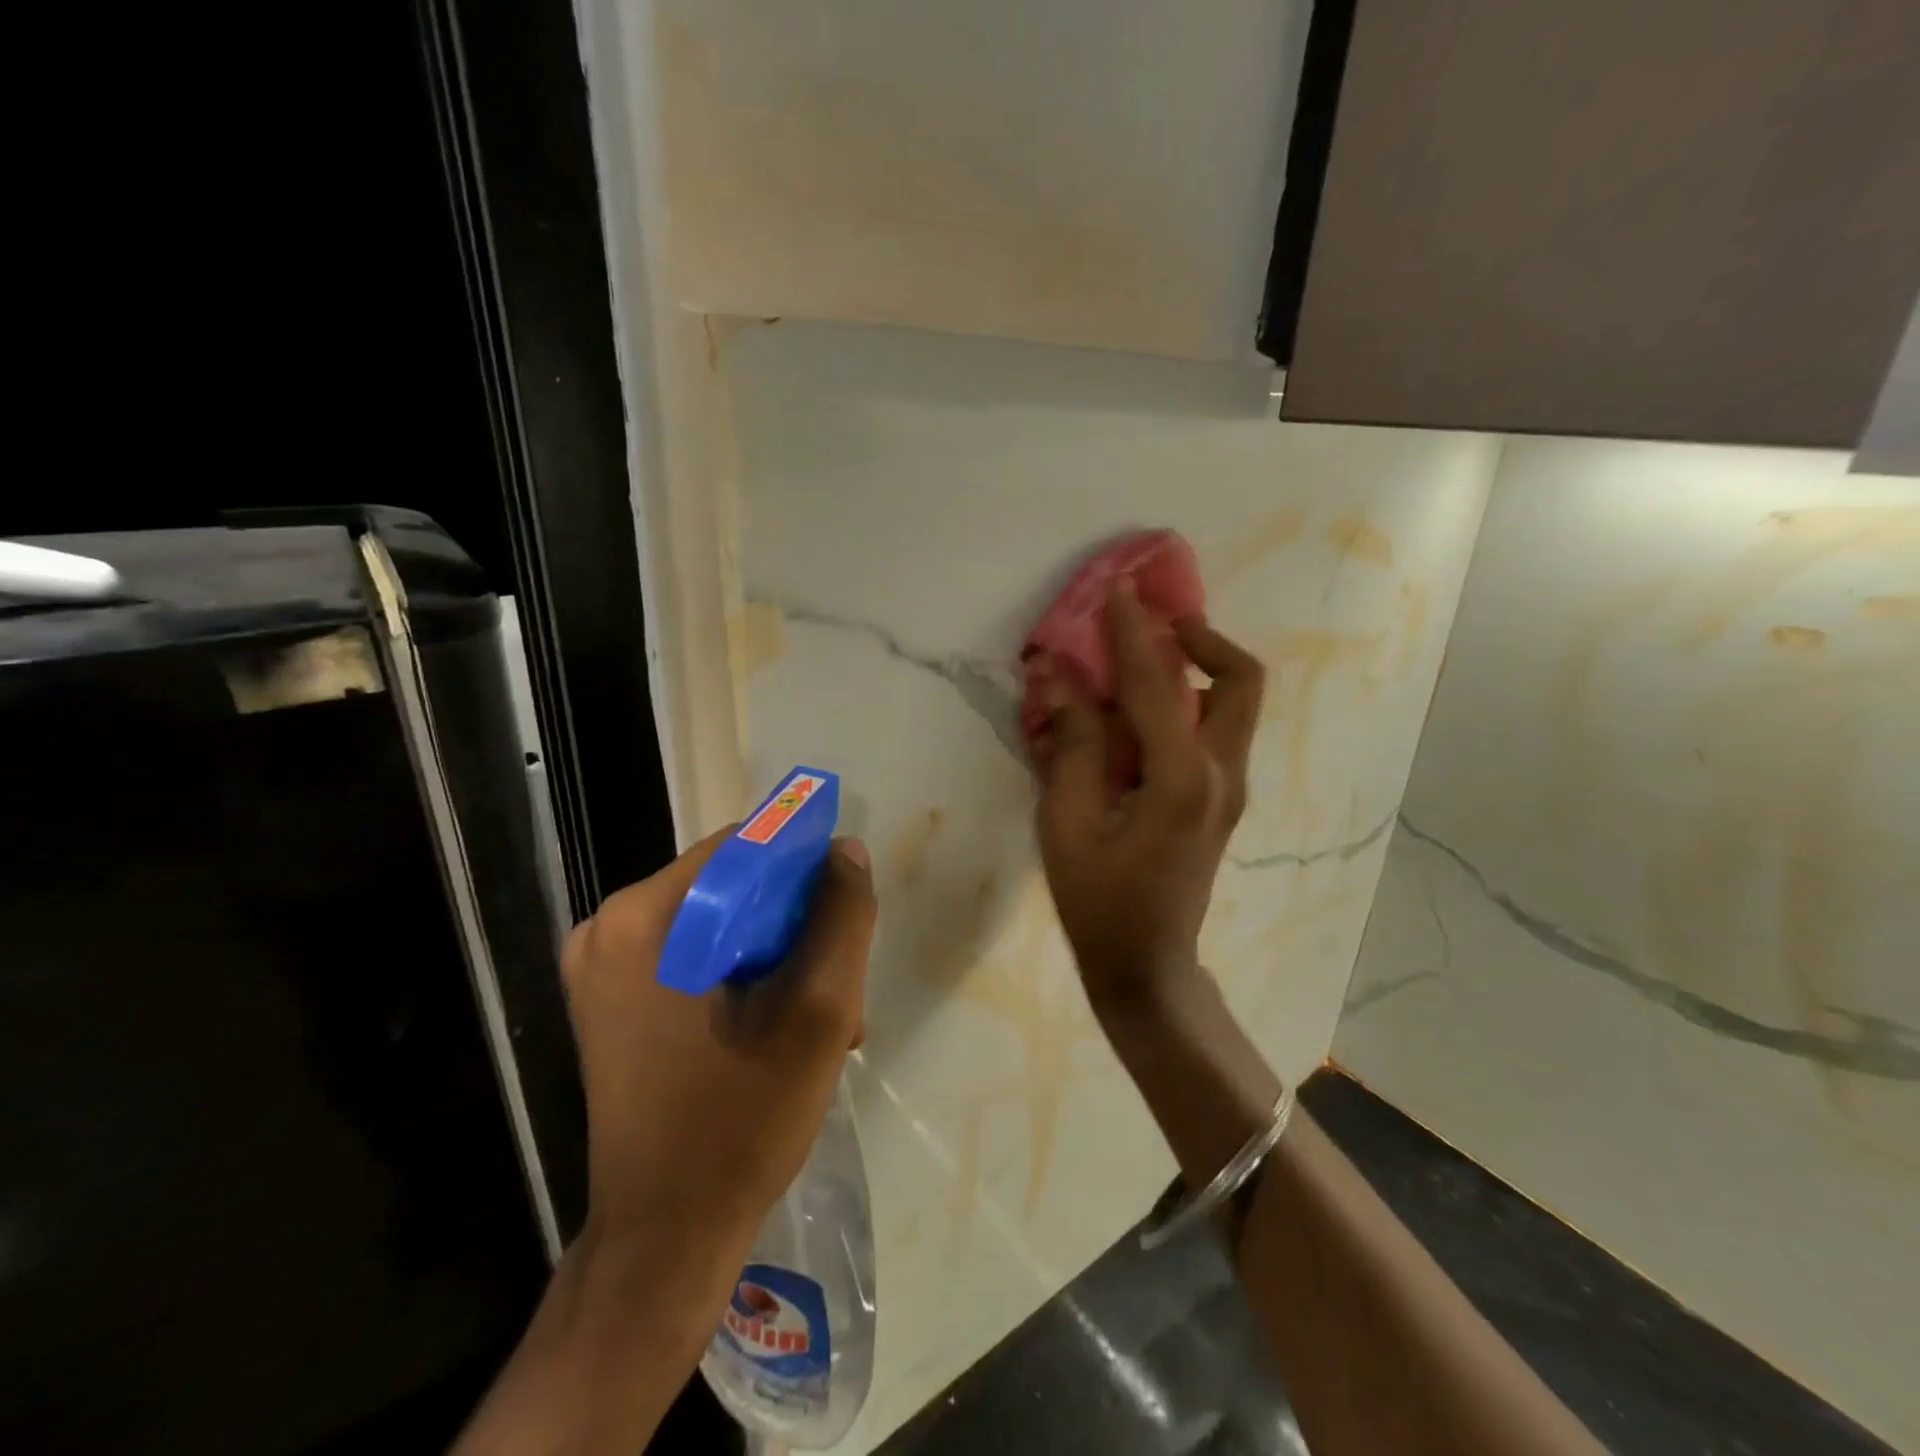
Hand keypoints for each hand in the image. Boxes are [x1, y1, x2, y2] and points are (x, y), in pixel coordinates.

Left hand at [559, 831, 876, 1276]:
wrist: (665, 1242)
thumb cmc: (740, 1123)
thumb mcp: (817, 1012)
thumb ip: (841, 917)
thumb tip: (844, 851)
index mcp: (642, 919)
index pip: (742, 848)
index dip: (803, 870)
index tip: (842, 917)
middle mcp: (608, 929)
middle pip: (731, 888)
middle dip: (794, 927)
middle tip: (838, 985)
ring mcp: (604, 968)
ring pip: (719, 924)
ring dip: (777, 958)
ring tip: (822, 1019)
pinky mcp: (612, 1001)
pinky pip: (695, 957)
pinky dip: (744, 978)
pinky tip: (781, 1028)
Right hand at [1031, 584, 1263, 1012]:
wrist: (1147, 965)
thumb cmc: (1098, 901)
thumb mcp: (1065, 825)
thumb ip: (1069, 746)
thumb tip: (1058, 678)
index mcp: (1181, 779)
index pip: (1157, 685)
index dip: (1132, 633)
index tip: (1118, 590)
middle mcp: (1221, 774)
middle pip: (1240, 680)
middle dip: (1204, 638)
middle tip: (1158, 621)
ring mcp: (1231, 789)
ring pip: (1235, 704)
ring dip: (1200, 667)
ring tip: (1148, 655)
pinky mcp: (1223, 801)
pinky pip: (1218, 730)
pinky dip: (1192, 701)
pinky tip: (1144, 710)